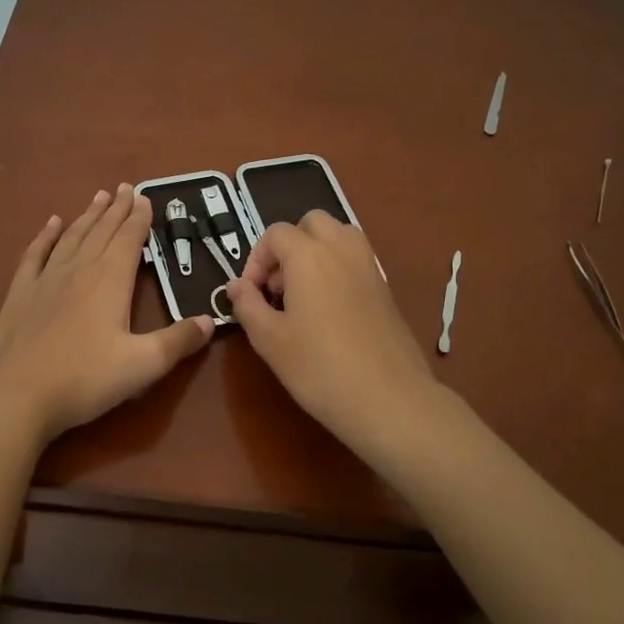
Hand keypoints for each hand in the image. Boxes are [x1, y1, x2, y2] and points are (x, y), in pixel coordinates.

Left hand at [0, 184, 214, 439]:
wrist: (16, 395)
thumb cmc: (84, 379)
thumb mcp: (143, 365)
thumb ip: (178, 341)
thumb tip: (211, 319)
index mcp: (110, 281)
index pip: (129, 239)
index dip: (140, 217)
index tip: (146, 197)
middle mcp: (79, 269)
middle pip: (102, 231)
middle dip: (117, 209)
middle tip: (126, 187)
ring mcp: (46, 279)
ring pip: (72, 237)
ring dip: (88, 216)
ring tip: (99, 197)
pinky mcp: (21, 293)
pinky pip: (36, 253)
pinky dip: (46, 236)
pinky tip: (52, 223)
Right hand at [224, 211, 436, 451]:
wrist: (388, 399)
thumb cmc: (319, 368)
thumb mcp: (269, 339)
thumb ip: (247, 305)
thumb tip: (236, 286)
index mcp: (309, 255)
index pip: (275, 234)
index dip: (256, 260)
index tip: (251, 296)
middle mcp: (342, 249)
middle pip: (311, 224)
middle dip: (288, 246)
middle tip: (278, 288)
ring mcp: (369, 266)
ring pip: (338, 236)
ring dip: (315, 253)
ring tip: (303, 295)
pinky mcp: (385, 287)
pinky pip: (355, 260)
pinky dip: (337, 269)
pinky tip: (329, 312)